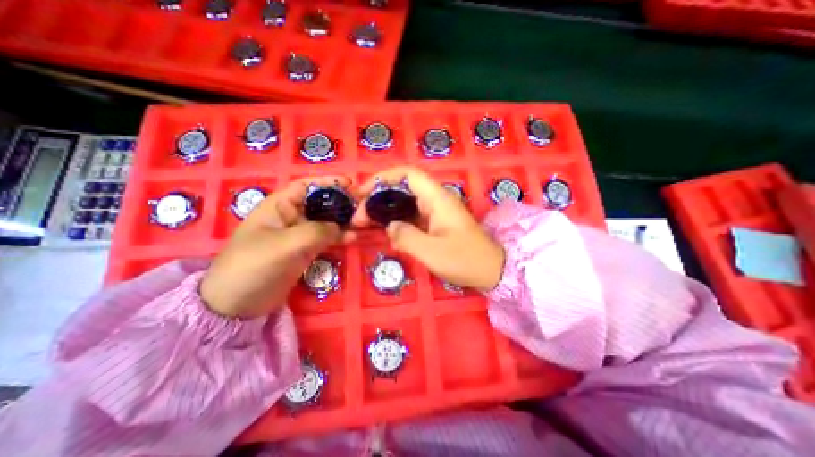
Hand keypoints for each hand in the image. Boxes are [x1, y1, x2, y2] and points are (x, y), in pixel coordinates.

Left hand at [201, 175, 353, 317]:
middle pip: (321, 202)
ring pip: (327, 221)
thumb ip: (317, 232)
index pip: (307, 186)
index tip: (352, 183)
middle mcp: (292, 215)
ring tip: (364, 221)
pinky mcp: (306, 249)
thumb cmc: (254, 266)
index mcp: (280, 205)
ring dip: (344, 220)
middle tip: (364, 204)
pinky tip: (354, 238)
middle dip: (342, 201)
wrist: (238, 303)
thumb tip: (340, 227)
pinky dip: (340, 237)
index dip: (329, 182)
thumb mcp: (286, 245)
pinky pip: (327, 238)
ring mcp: (300, 233)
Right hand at [356, 166, 507, 287]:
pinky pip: (410, 216)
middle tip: (358, 216)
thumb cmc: (465, 260)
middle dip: (377, 197)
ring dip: (383, 210)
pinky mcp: (434, 223)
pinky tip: (382, 230)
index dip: (384, 177)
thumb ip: (406, 237)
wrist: (491, 270)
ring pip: (404, 202)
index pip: (408, 174)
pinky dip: (394, 220)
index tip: (363, 191)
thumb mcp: (432, 252)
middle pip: (402, 188)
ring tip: (363, 223)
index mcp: (437, 199)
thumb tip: (390, 226)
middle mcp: (436, 200)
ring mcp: (435, 212)